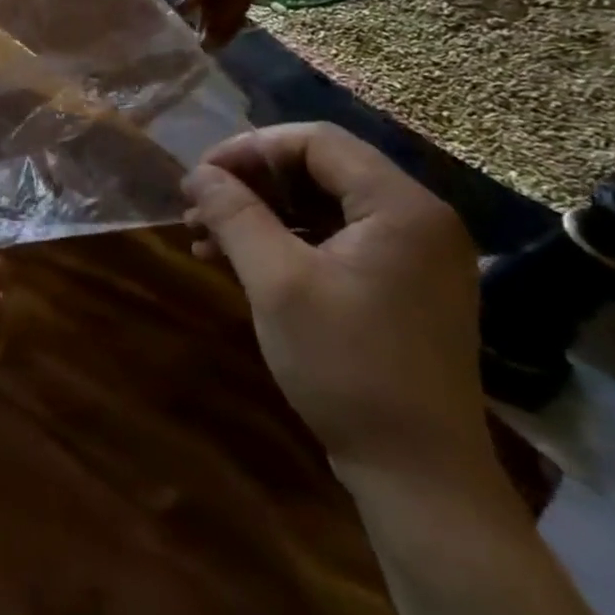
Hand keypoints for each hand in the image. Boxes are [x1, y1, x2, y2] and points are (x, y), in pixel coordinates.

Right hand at [183, 123, 496, 490]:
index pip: (316, 141)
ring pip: (320, 205)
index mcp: (401, 206)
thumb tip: (197, 173)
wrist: (417, 473)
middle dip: (250, 182)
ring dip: (259, 212)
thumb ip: (234, 215)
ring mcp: (412, 255)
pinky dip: (283, 241)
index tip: (199, 177)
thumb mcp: (276, 281)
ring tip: (203, 236)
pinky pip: (333, 240)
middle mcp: (416, 219)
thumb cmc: (346, 365)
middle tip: (196, 207)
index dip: (249, 149)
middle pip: (319, 169)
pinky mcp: (399, 286)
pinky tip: (235, 261)